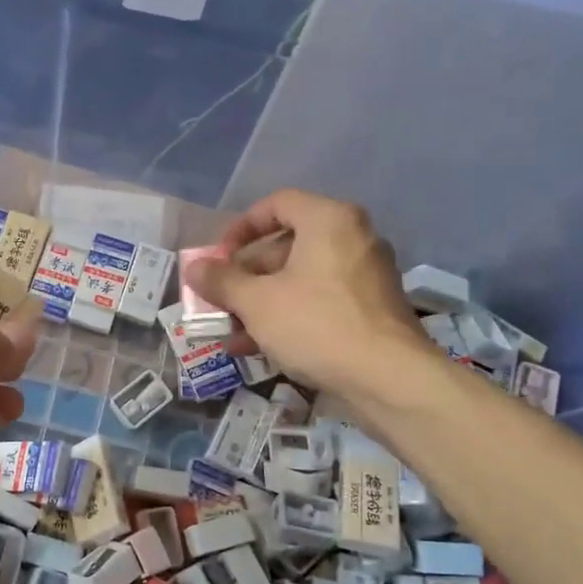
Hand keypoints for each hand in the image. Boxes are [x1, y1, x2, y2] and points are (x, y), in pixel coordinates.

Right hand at [182, 190, 435, 395]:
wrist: (388, 379)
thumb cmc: (316, 324)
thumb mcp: (256, 302)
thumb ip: (221, 281)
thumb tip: (194, 268)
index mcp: (329, 221)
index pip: (277, 204)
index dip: (241, 228)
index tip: (219, 257)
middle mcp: (353, 239)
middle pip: (287, 245)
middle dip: (246, 275)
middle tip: (220, 299)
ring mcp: (366, 275)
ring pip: (301, 279)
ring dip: (261, 302)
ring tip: (231, 331)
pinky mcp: (372, 310)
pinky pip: (320, 301)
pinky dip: (289, 316)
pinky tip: (259, 347)